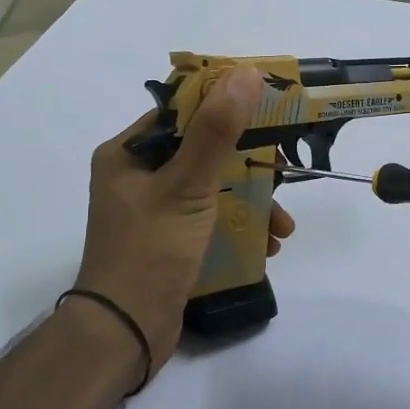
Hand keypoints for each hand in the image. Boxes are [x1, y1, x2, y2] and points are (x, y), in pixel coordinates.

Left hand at [75, 68, 295, 378]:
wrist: (124, 334)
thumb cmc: (150, 251)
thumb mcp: (188, 187)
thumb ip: (217, 131)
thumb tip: (246, 74)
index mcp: (128, 154)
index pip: (182, 113)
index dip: (226, 106)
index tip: (269, 111)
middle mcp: (137, 176)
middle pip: (203, 152)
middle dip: (250, 167)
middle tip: (284, 174)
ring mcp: (153, 211)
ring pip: (212, 188)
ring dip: (251, 201)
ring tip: (283, 227)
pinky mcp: (169, 240)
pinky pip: (210, 218)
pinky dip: (239, 226)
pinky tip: (268, 245)